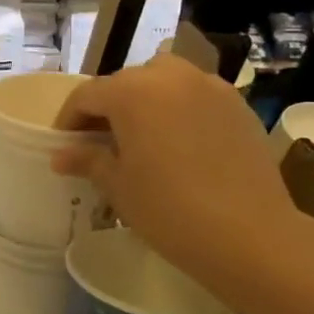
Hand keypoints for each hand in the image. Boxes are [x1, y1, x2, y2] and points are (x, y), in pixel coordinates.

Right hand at [50, 56, 298, 288]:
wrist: (251, 236)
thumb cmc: (169, 209)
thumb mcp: (117, 186)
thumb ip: (87, 160)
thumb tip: (62, 154)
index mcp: (132, 91)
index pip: (86, 96)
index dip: (69, 120)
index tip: (64, 145)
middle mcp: (170, 76)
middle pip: (125, 83)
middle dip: (108, 108)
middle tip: (99, 143)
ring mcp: (210, 87)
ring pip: (163, 81)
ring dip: (145, 101)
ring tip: (142, 136)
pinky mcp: (238, 106)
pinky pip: (195, 97)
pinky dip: (179, 110)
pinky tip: (179, 144)